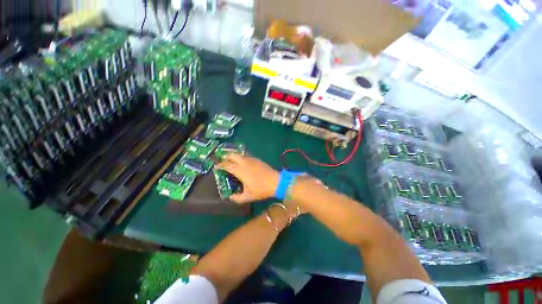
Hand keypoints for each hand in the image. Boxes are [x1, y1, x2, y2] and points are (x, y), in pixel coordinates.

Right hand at [216, 154, 279, 203]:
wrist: (276, 181)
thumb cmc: (261, 189)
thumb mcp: (248, 197)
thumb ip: (237, 198)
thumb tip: (230, 197)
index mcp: (240, 170)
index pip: (226, 165)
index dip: (220, 165)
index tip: (215, 166)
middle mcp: (244, 162)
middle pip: (232, 155)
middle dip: (226, 156)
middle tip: (222, 160)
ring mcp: (252, 159)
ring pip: (240, 154)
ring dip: (234, 156)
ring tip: (231, 161)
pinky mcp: (257, 159)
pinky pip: (247, 156)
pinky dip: (241, 157)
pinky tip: (243, 162)